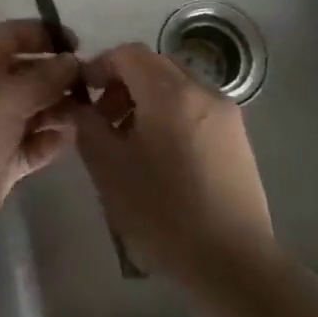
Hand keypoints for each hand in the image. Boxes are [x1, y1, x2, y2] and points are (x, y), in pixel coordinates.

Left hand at [0, 21, 81, 254]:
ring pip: (38, 108)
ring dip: (62, 109)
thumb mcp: (8, 94)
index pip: (18, 34)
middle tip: (98, 86)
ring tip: (92, 113)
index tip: (82, 47)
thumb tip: (73, 60)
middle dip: (62, 75)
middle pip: (32, 72)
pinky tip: (72, 140)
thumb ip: (46, 76)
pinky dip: (53, 140)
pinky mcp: (5, 158)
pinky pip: (36, 143)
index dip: (48, 35)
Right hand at [70, 43, 273, 281]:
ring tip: (130, 141)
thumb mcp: (109, 168)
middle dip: (123, 82)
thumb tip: (80, 105)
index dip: (99, 66)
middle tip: (103, 119)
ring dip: (147, 99)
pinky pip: (195, 108)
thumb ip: (87, 125)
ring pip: (176, 87)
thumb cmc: (162, 212)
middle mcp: (202, 91)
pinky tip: (161, 156)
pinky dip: (171, 115)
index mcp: (170, 93)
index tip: (81, 93)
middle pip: (154, 66)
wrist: (232, 262)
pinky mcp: (238, 138)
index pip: (128, 54)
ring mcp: (226, 114)